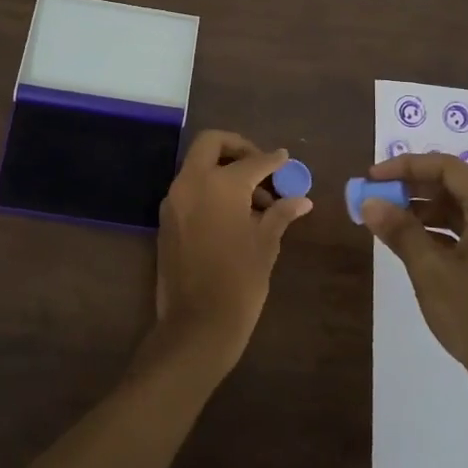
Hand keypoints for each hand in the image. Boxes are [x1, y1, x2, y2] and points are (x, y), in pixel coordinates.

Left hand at [150, 130, 311, 376]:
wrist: (197, 323)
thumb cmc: (240, 281)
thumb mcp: (266, 244)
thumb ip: (280, 213)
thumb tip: (301, 199)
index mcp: (220, 184)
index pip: (252, 161)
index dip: (273, 160)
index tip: (285, 159)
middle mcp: (192, 183)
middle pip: (211, 143)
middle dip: (237, 147)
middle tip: (260, 165)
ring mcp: (174, 200)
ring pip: (197, 165)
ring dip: (223, 169)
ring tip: (255, 200)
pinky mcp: (166, 219)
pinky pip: (190, 188)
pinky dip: (210, 188)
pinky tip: (233, 213)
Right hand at [360, 152, 467, 401]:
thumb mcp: (430, 272)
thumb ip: (400, 231)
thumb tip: (370, 202)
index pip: (447, 168)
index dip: (406, 167)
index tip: (372, 179)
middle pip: (457, 188)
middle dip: (413, 191)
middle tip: (376, 201)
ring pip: (466, 214)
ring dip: (426, 215)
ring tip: (389, 226)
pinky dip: (445, 236)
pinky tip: (417, 250)